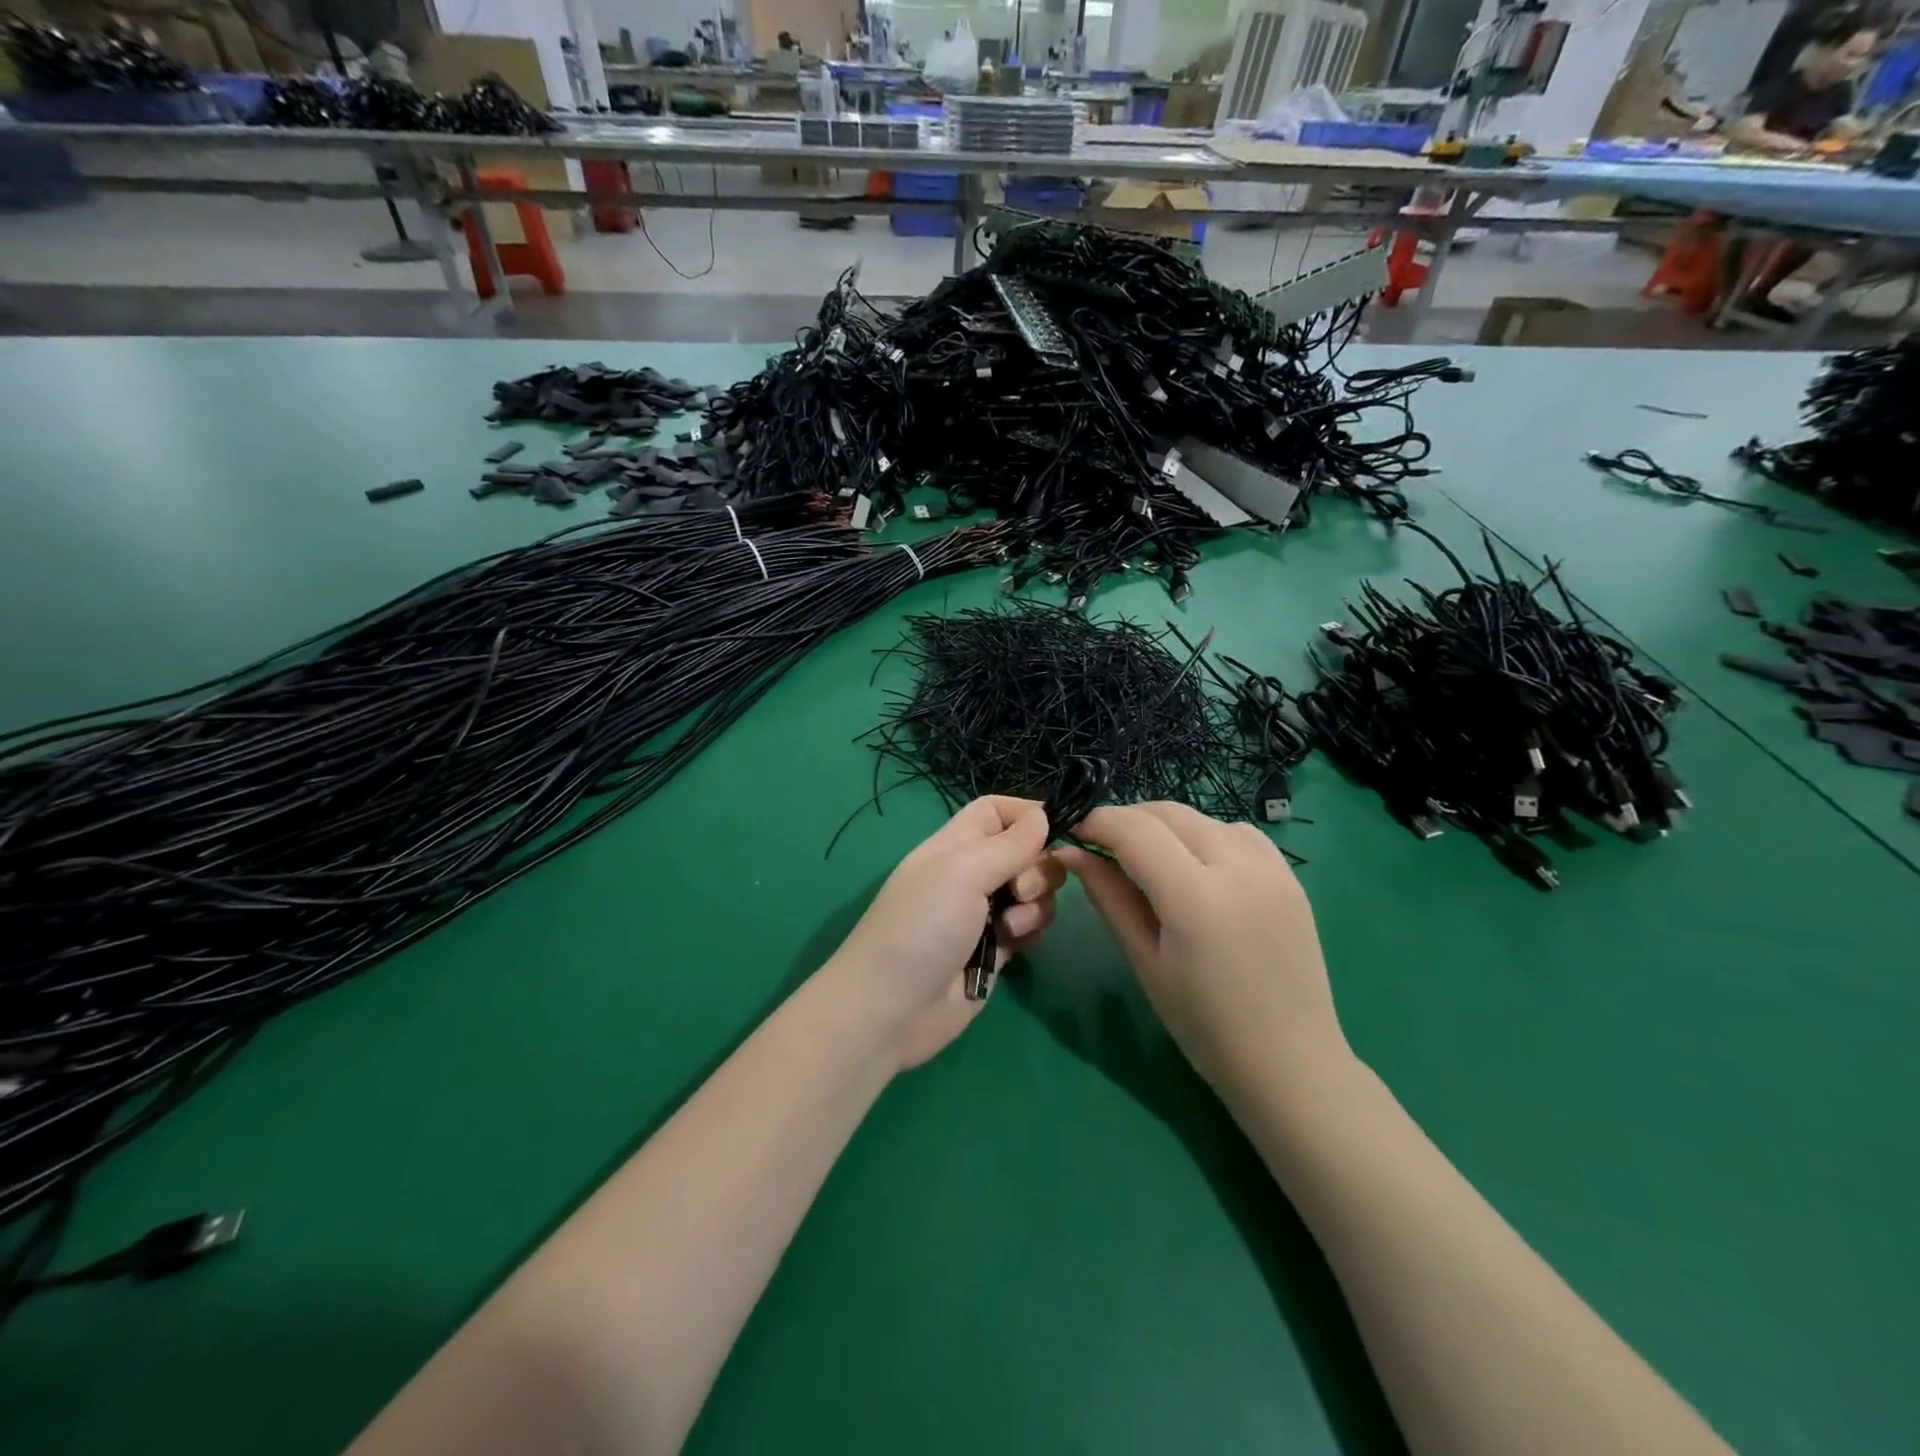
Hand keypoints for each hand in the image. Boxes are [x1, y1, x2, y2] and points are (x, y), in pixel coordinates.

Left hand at [826, 796, 1063, 1071]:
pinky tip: (1015, 948)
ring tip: (1010, 928)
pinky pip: (1029, 929)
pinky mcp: (995, 952)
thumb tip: (1042, 815)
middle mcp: (971, 875)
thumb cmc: (921, 928)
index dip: (1026, 814)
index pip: (995, 811)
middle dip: (1038, 867)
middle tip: (1020, 890)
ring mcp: (983, 915)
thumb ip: (1008, 844)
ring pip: (1033, 893)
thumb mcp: (962, 873)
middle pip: (1024, 852)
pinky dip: (1031, 933)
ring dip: (1035, 906)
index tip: (1055, 830)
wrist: (892, 1010)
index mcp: (955, 846)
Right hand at [1055, 803, 1349, 1096]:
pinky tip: (1197, 864)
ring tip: (1145, 855)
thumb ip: (1109, 897)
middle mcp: (1238, 868)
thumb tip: (1071, 853)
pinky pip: (1239, 833)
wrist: (1290, 1063)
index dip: (1097, 822)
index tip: (1073, 831)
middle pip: (1168, 813)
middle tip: (1100, 843)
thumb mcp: (1145, 961)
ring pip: (1203, 817)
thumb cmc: (1204, 1025)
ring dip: (1165, 825)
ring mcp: (1272, 868)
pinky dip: (1206, 834)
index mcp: (1196, 898)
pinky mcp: (1291, 876)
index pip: (1135, 831)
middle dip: (1127, 819)